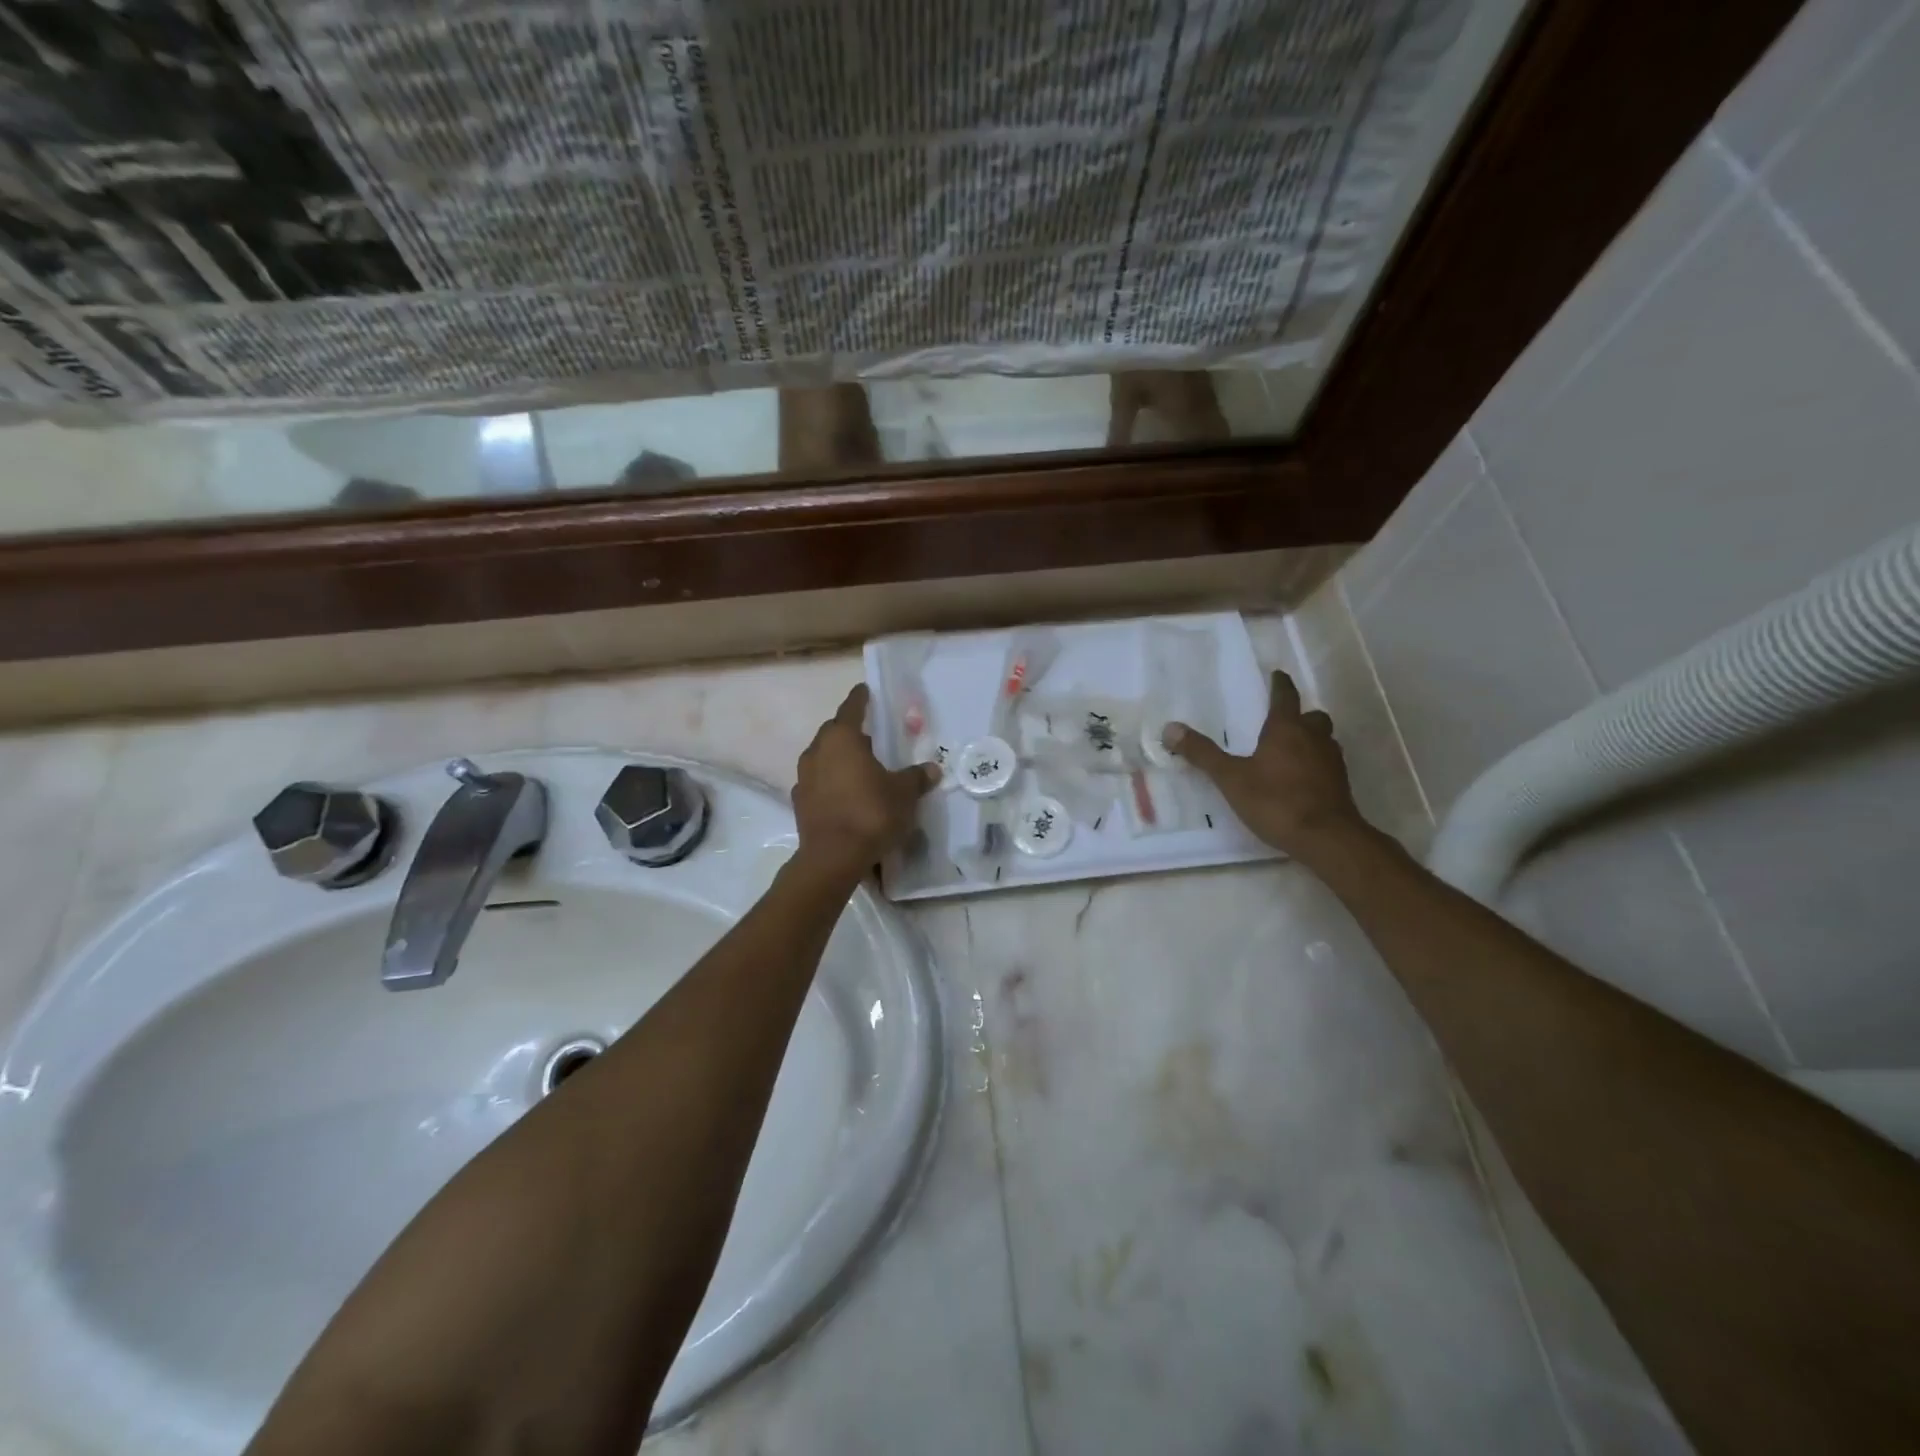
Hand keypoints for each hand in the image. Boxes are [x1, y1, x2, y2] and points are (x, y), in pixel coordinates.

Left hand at [792, 684, 939, 879]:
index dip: (860, 699)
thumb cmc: (871, 813)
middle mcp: (817, 751)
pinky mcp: (800, 802)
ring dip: (838, 758)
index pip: (851, 708)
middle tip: (869, 734)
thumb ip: (916, 778)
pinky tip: (845, 793)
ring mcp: (804, 778)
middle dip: (849, 730)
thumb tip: (932, 769)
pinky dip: (830, 782)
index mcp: (842, 739)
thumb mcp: (904, 794)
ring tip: (859, 766)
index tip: (865, 690)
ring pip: (822, 757)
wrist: (833, 857)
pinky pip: (818, 782)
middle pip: (834, 732)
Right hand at [1164, 669, 1365, 860]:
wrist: (1325, 837)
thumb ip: (1202, 753)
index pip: (1285, 697)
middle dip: (1300, 715)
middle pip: (1312, 717)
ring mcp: (1331, 761)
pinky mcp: (1340, 784)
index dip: (1280, 685)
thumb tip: (1170, 728)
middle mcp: (1314, 738)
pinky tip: (1303, 778)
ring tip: (1292, 749)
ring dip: (1311, 738)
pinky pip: (1328, 763)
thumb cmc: (1276, 801)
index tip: (1277, 675)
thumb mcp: (1231, 778)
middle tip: (1285, 720)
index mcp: (1286, 729)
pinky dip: (1316, 763)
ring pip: (1324, 739)